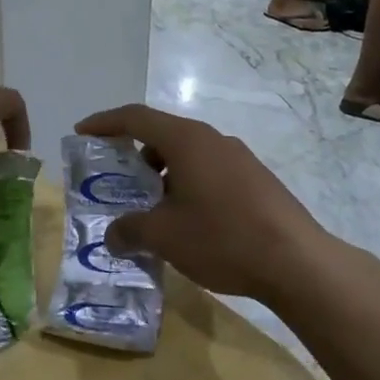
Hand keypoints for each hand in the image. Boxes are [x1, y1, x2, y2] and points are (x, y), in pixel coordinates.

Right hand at [74, 104, 326, 301]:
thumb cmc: (222, 237)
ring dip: (162, 175)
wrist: (297, 262)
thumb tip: (112, 235)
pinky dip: (187, 185)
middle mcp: (213, 140)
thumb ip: (129, 230)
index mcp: (186, 141)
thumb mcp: (164, 237)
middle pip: (163, 135)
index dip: (105, 123)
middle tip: (117, 182)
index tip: (82, 132)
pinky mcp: (256, 180)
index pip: (136, 118)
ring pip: (188, 156)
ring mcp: (239, 158)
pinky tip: (188, 222)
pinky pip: (210, 172)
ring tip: (151, 210)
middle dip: (134, 155)